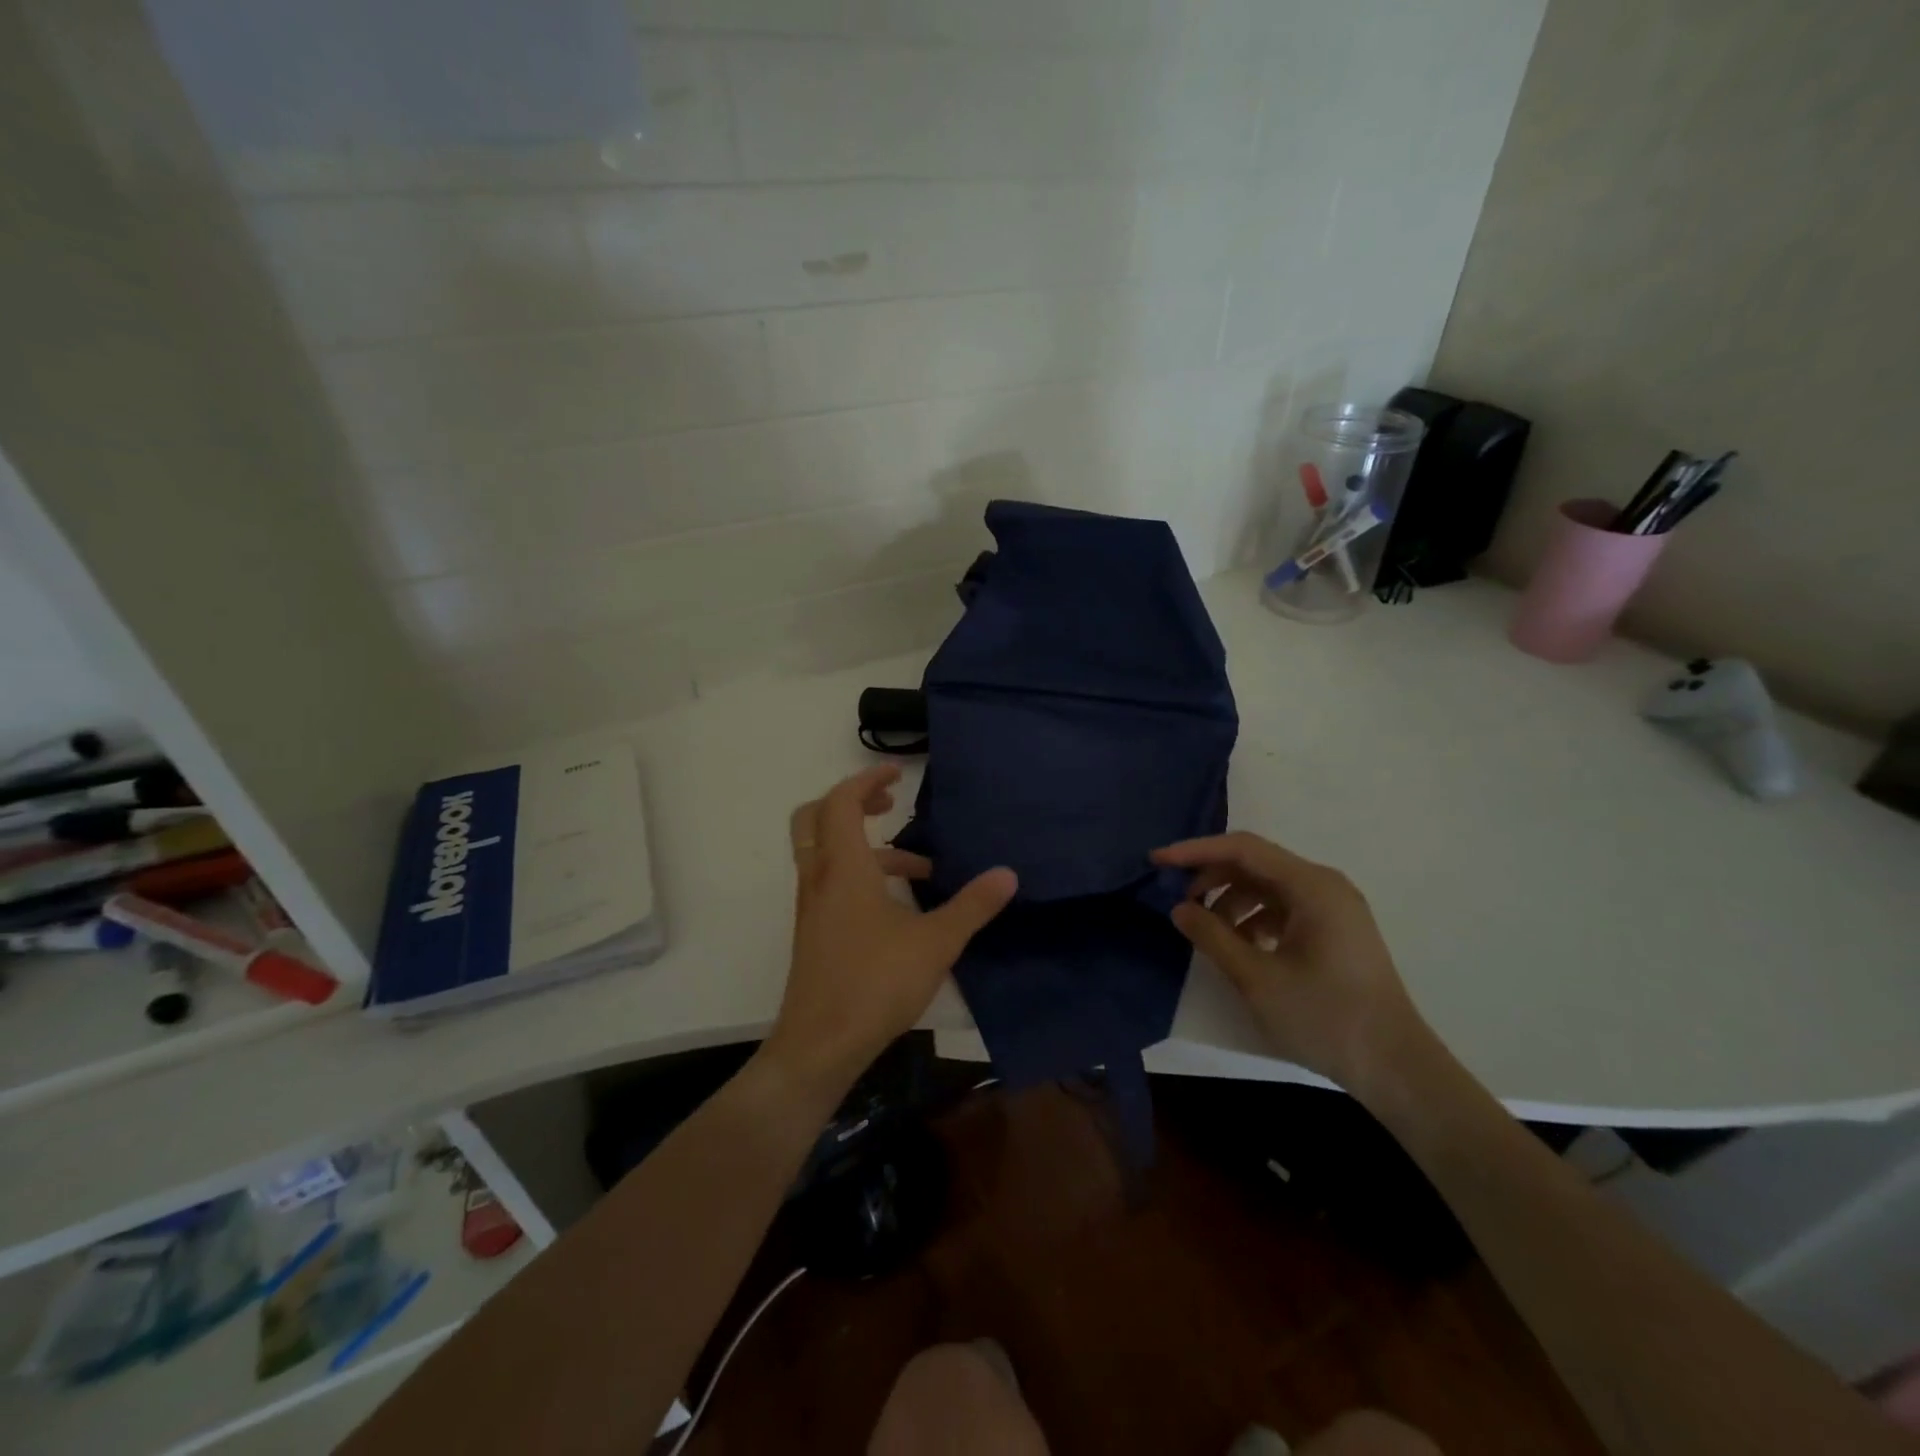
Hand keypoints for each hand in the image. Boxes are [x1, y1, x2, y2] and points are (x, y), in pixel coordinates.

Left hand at [765, 765, 1017, 1090]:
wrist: (820, 1045)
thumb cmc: (876, 983)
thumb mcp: (936, 942)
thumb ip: (973, 905)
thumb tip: (1008, 873)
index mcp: (843, 867)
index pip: (842, 801)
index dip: (867, 779)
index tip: (898, 775)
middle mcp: (819, 878)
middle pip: (816, 817)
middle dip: (851, 802)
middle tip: (888, 805)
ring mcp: (811, 907)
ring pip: (825, 853)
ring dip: (865, 847)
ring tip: (919, 869)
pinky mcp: (813, 932)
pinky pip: (829, 883)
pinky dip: (858, 876)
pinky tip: (899, 910)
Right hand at [1152, 832, 1422, 1093]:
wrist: (1396, 1067)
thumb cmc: (1326, 1018)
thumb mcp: (1257, 978)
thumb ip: (1213, 937)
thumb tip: (1179, 909)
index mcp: (1312, 886)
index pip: (1243, 849)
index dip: (1195, 851)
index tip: (1157, 861)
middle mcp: (1324, 885)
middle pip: (1255, 863)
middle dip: (1211, 877)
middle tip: (1178, 901)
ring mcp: (1333, 907)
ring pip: (1268, 886)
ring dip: (1231, 900)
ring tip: (1207, 932)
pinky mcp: (1334, 930)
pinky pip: (1284, 908)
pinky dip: (1254, 918)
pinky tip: (1240, 946)